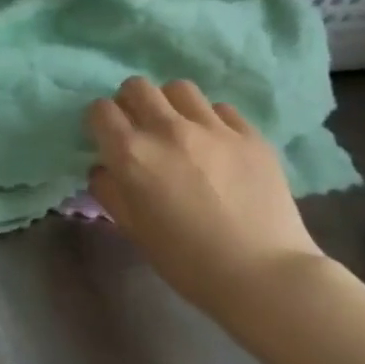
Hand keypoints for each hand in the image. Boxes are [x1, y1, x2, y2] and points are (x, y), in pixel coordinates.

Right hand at [86, 78, 323, 323]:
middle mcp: (167, 129)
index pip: (100, 109)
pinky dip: (211, 120)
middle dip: (131, 102)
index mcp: (131, 153)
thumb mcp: (132, 229)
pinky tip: (217, 144)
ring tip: (180, 128)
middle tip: (140, 128)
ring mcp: (212, 128)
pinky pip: (221, 109)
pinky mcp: (250, 135)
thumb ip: (109, 190)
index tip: (107, 137)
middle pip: (137, 87)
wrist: (264, 276)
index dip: (100, 121)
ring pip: (179, 89)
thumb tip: (103, 168)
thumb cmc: (187, 261)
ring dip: (171, 104)